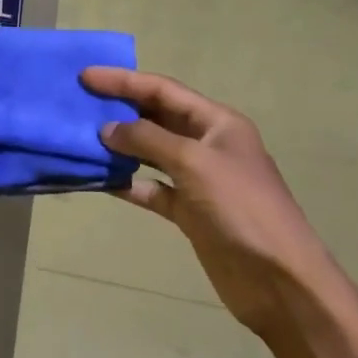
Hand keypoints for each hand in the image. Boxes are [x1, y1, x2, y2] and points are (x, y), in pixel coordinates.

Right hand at [83, 67, 334, 337]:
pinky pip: (150, 188)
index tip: (85, 76)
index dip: (124, 81)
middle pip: (156, 117)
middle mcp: (207, 144)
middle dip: (120, 108)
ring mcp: (197, 180)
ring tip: (82, 137)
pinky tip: (99, 179)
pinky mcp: (189, 211)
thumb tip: (108, 130)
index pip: (163, 90)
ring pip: (150, 153)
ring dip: (119, 145)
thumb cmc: (241, 209)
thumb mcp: (194, 163)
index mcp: (218, 123)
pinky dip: (127, 182)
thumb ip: (148, 140)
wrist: (279, 280)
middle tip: (78, 103)